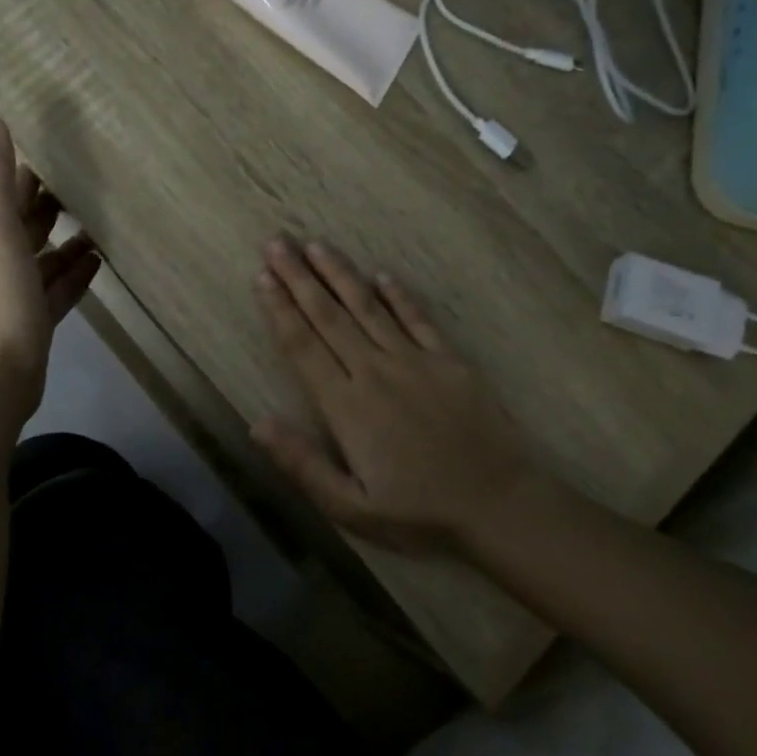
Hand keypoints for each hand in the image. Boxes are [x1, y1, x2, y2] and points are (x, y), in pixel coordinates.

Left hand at [0, 118, 99, 423]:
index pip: (5, 195)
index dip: (25, 175)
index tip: (56, 155)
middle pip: (24, 226)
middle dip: (48, 205)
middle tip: (86, 184)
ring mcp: (15, 294)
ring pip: (43, 259)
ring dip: (66, 241)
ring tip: (99, 224)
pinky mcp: (36, 322)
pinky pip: (58, 289)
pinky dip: (75, 274)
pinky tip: (98, 263)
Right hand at [252, 238, 544, 553]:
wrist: (499, 503)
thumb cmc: (419, 512)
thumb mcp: (351, 508)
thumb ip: (302, 464)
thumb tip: (257, 423)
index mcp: (346, 405)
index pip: (303, 346)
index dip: (280, 310)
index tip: (262, 277)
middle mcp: (375, 371)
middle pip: (329, 316)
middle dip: (299, 278)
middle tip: (277, 243)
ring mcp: (414, 361)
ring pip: (368, 308)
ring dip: (340, 275)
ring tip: (316, 246)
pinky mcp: (449, 361)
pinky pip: (417, 319)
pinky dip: (397, 295)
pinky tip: (382, 275)